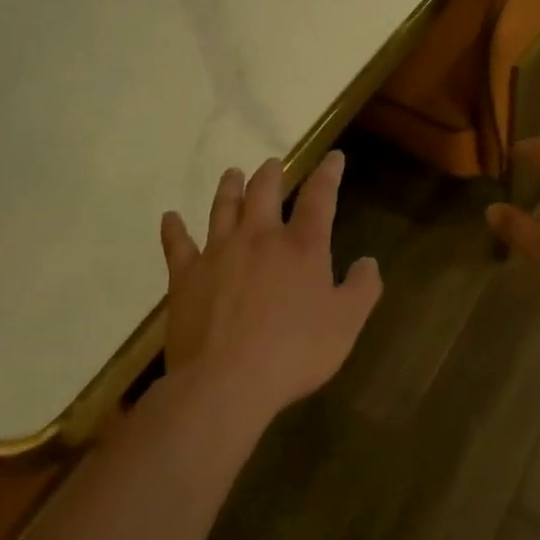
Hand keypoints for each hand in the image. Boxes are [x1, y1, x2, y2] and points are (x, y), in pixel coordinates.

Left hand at [159, 151, 380, 425]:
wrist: (225, 383)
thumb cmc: (294, 352)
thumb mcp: (346, 323)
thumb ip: (362, 288)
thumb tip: (369, 261)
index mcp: (302, 246)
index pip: (319, 197)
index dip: (328, 174)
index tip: (333, 156)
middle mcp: (260, 237)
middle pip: (264, 192)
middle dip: (272, 174)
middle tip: (273, 163)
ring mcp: (219, 253)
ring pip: (223, 208)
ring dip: (229, 188)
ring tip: (232, 173)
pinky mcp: (186, 276)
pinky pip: (177, 245)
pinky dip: (173, 229)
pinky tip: (170, 218)